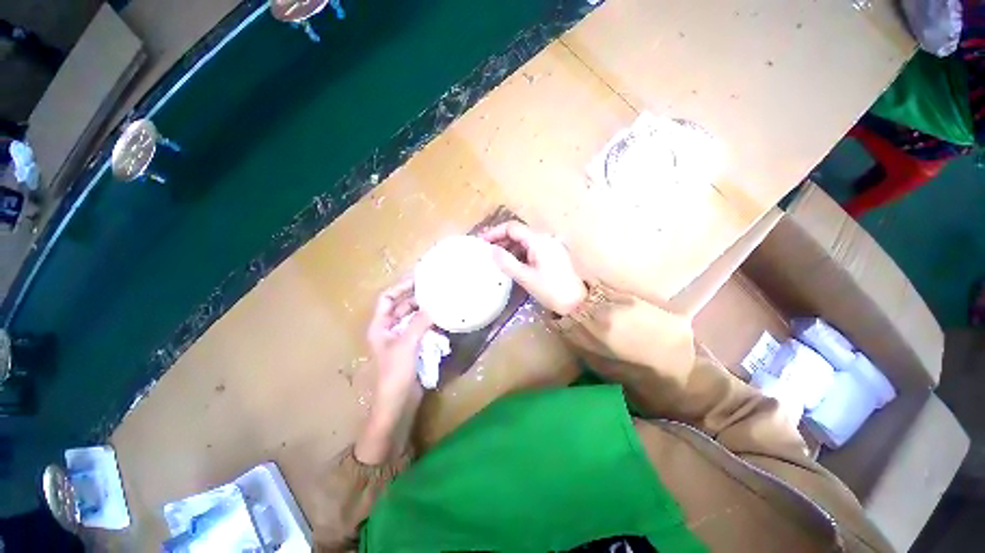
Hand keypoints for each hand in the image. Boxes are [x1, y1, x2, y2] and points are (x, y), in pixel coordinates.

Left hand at [365, 278, 432, 403]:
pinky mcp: (413, 346)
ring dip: (425, 309)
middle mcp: (390, 329)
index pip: (388, 299)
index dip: (401, 287)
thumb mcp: (406, 345)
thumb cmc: (395, 373)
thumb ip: (419, 323)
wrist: (398, 402)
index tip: (418, 278)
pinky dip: (430, 322)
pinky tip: (442, 317)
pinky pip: (421, 328)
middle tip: (435, 287)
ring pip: (413, 317)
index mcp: (380, 326)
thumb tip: (434, 307)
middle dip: (417, 296)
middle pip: (402, 306)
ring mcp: (402, 338)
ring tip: (441, 299)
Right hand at [480, 222, 587, 315]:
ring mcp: (550, 245)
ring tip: (496, 258)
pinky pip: (532, 248)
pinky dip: (520, 253)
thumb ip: (506, 262)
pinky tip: (512, 263)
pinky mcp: (553, 254)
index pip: (512, 227)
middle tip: (486, 250)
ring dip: (510, 246)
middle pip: (519, 232)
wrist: (577, 302)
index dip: (495, 232)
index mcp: (538, 240)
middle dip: (501, 239)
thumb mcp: (525, 277)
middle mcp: (545, 238)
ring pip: (525, 240)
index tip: (481, 242)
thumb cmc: (550, 290)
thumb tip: (491, 250)